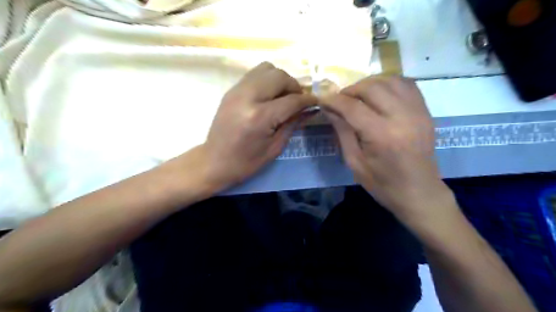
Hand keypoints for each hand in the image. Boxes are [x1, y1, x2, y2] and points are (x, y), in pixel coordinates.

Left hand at [200, 60, 316, 188]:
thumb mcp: (275, 147)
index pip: (292, 100)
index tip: (316, 102)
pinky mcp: (232, 90)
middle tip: (298, 100)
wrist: (215, 162)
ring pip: (267, 68)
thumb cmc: (247, 162)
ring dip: (280, 79)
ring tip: (283, 96)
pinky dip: (267, 80)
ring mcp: (237, 90)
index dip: (307, 100)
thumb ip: (293, 123)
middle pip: (280, 76)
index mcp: (260, 117)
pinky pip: (255, 74)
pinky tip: (269, 95)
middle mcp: (248, 97)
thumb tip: (309, 109)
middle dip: (294, 86)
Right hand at [322, 76, 450, 221]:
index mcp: (381, 135)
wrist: (419, 192)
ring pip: (390, 80)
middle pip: (371, 88)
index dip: (334, 100)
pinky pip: (406, 84)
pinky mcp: (425, 111)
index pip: (352, 107)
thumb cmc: (383, 183)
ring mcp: (417, 111)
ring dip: (369, 83)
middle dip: (351, 90)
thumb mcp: (355, 162)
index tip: (322, 99)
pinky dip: (388, 83)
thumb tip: (329, 109)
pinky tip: (379, 93)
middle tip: (340, 100)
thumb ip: (342, 132)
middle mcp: (401, 117)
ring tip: (358, 95)